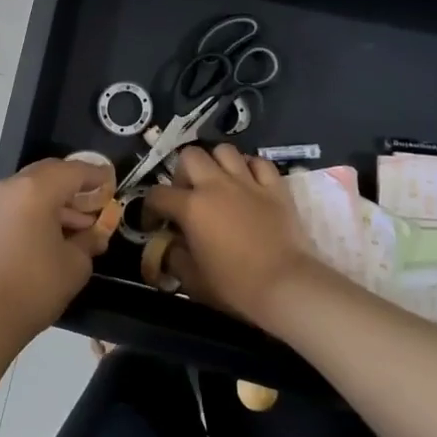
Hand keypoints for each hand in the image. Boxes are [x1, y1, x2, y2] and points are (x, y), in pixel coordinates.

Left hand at [0, 157, 113, 348]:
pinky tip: (53, 233)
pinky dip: (38, 208)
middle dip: (75, 184)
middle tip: (96, 202)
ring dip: (57, 199)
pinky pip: (18, 202)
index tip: (113, 182)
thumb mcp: (76, 263)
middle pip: (51, 172)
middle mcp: (12, 186)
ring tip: (79, 225)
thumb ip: (90, 239)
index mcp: (37, 189)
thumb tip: (96, 231)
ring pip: (33, 187)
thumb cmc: (35, 286)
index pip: (75, 171)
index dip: (97, 175)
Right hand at [145, 144, 315, 324]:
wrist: (286, 286)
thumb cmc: (235, 286)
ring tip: (218, 183)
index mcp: (191, 207)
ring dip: (216, 163)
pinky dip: (250, 168)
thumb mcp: (193, 280)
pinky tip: (249, 183)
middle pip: (190, 156)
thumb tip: (168, 246)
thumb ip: (174, 258)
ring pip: (224, 151)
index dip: (151, 209)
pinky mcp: (275, 186)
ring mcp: (247, 182)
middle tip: (188, 195)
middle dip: (183, 172)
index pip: (158, 194)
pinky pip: (259, 162)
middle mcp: (216, 185)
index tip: (156, 224)